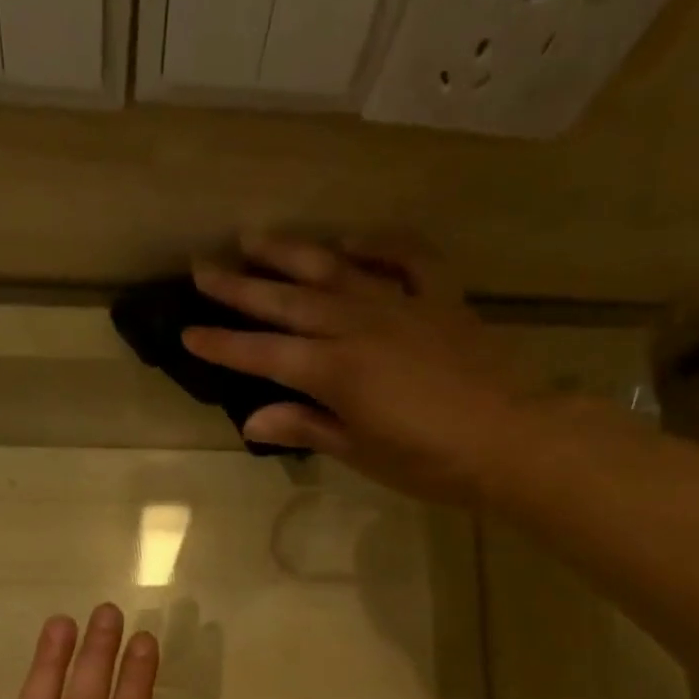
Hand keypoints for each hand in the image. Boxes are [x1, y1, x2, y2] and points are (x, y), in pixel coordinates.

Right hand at [184, 234, 546, 505]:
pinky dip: (378, 244)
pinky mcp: (439, 298)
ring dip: (290, 252)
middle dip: (239, 286)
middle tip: (202, 268)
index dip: (223, 343)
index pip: (263, 354)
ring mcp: (400, 305)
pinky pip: (406, 258)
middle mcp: (357, 326)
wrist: (511, 440)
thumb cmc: (429, 461)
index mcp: (334, 371)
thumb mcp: (360, 452)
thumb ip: (306, 426)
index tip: (187, 331)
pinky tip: (352, 241)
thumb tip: (253, 420)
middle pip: (287, 301)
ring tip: (253, 238)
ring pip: (334, 269)